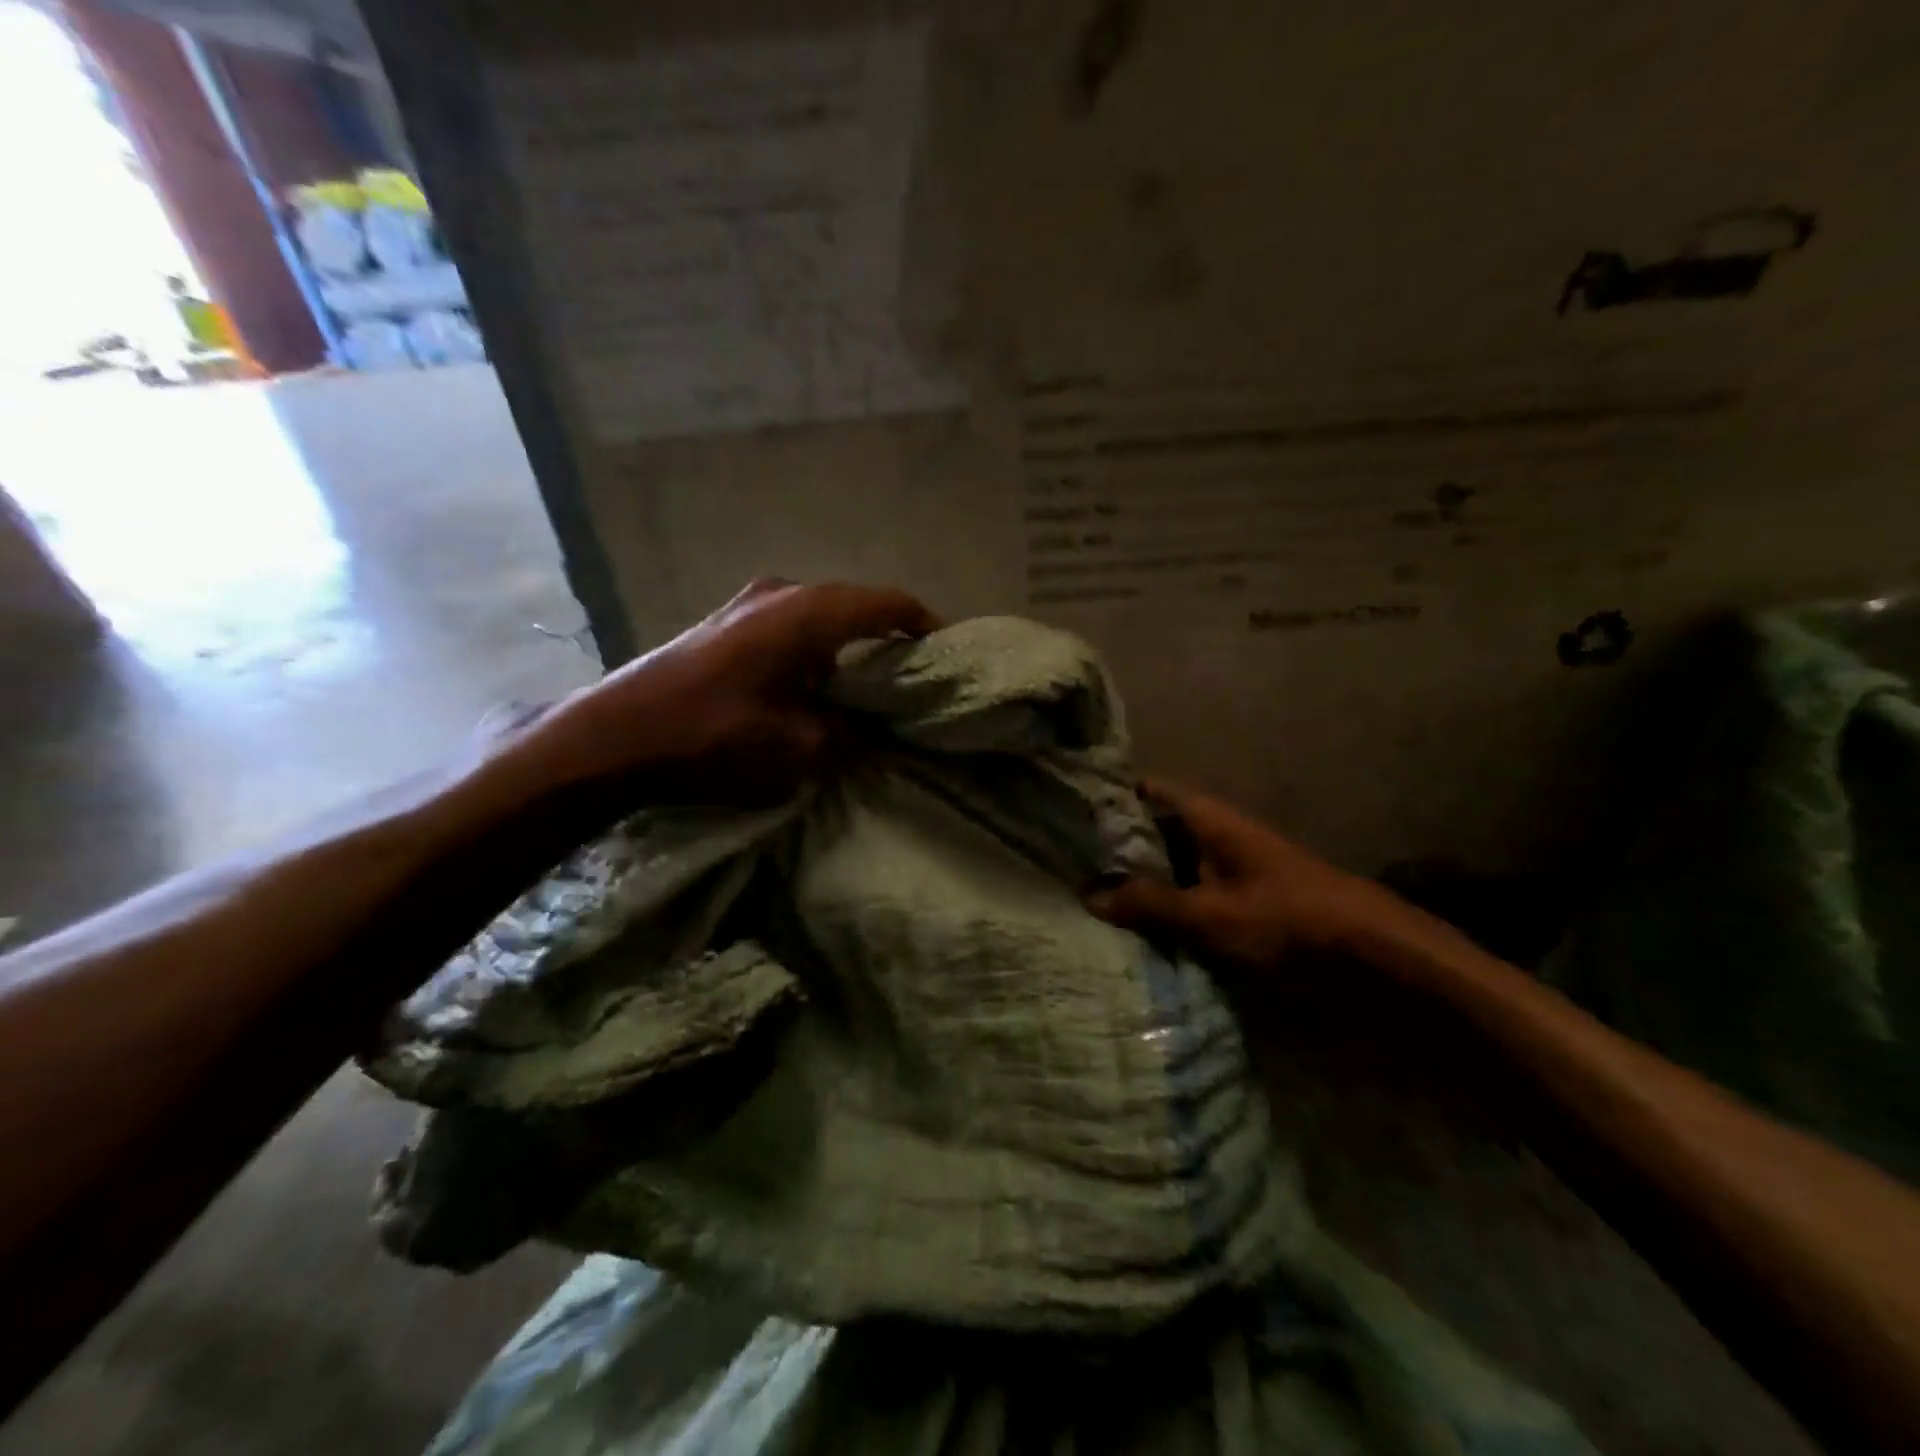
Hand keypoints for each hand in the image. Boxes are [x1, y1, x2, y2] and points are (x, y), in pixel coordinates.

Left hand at [517, 579, 937, 800]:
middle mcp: (782, 593)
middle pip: (855, 606)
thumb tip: (877, 733)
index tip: (947, 651)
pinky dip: (816, 651)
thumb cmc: (710, 736)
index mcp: (807, 613)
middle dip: (888, 638)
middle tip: (914, 678)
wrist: (612, 737)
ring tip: (870, 689)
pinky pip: (791, 627)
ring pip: (822, 617)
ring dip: (849, 647)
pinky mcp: (726, 623)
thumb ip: (848, 735)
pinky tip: (817, 688)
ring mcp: (748, 604)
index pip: (886, 603)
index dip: (924, 623)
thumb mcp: (794, 747)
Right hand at [1088, 780, 1392, 969]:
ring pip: (1168, 867)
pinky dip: (1162, 909)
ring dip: (1136, 882)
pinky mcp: (1238, 904)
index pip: (1148, 791)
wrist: (1375, 958)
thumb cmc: (1290, 920)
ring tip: (1082, 897)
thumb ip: (1151, 904)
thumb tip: (1088, 896)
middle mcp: (1214, 836)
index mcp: (1209, 819)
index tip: (1067, 812)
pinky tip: (1129, 929)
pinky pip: (1187, 898)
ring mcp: (1226, 871)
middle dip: (1114, 847)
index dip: (1110, 797)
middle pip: (1153, 830)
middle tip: (1062, 864)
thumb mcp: (1213, 914)